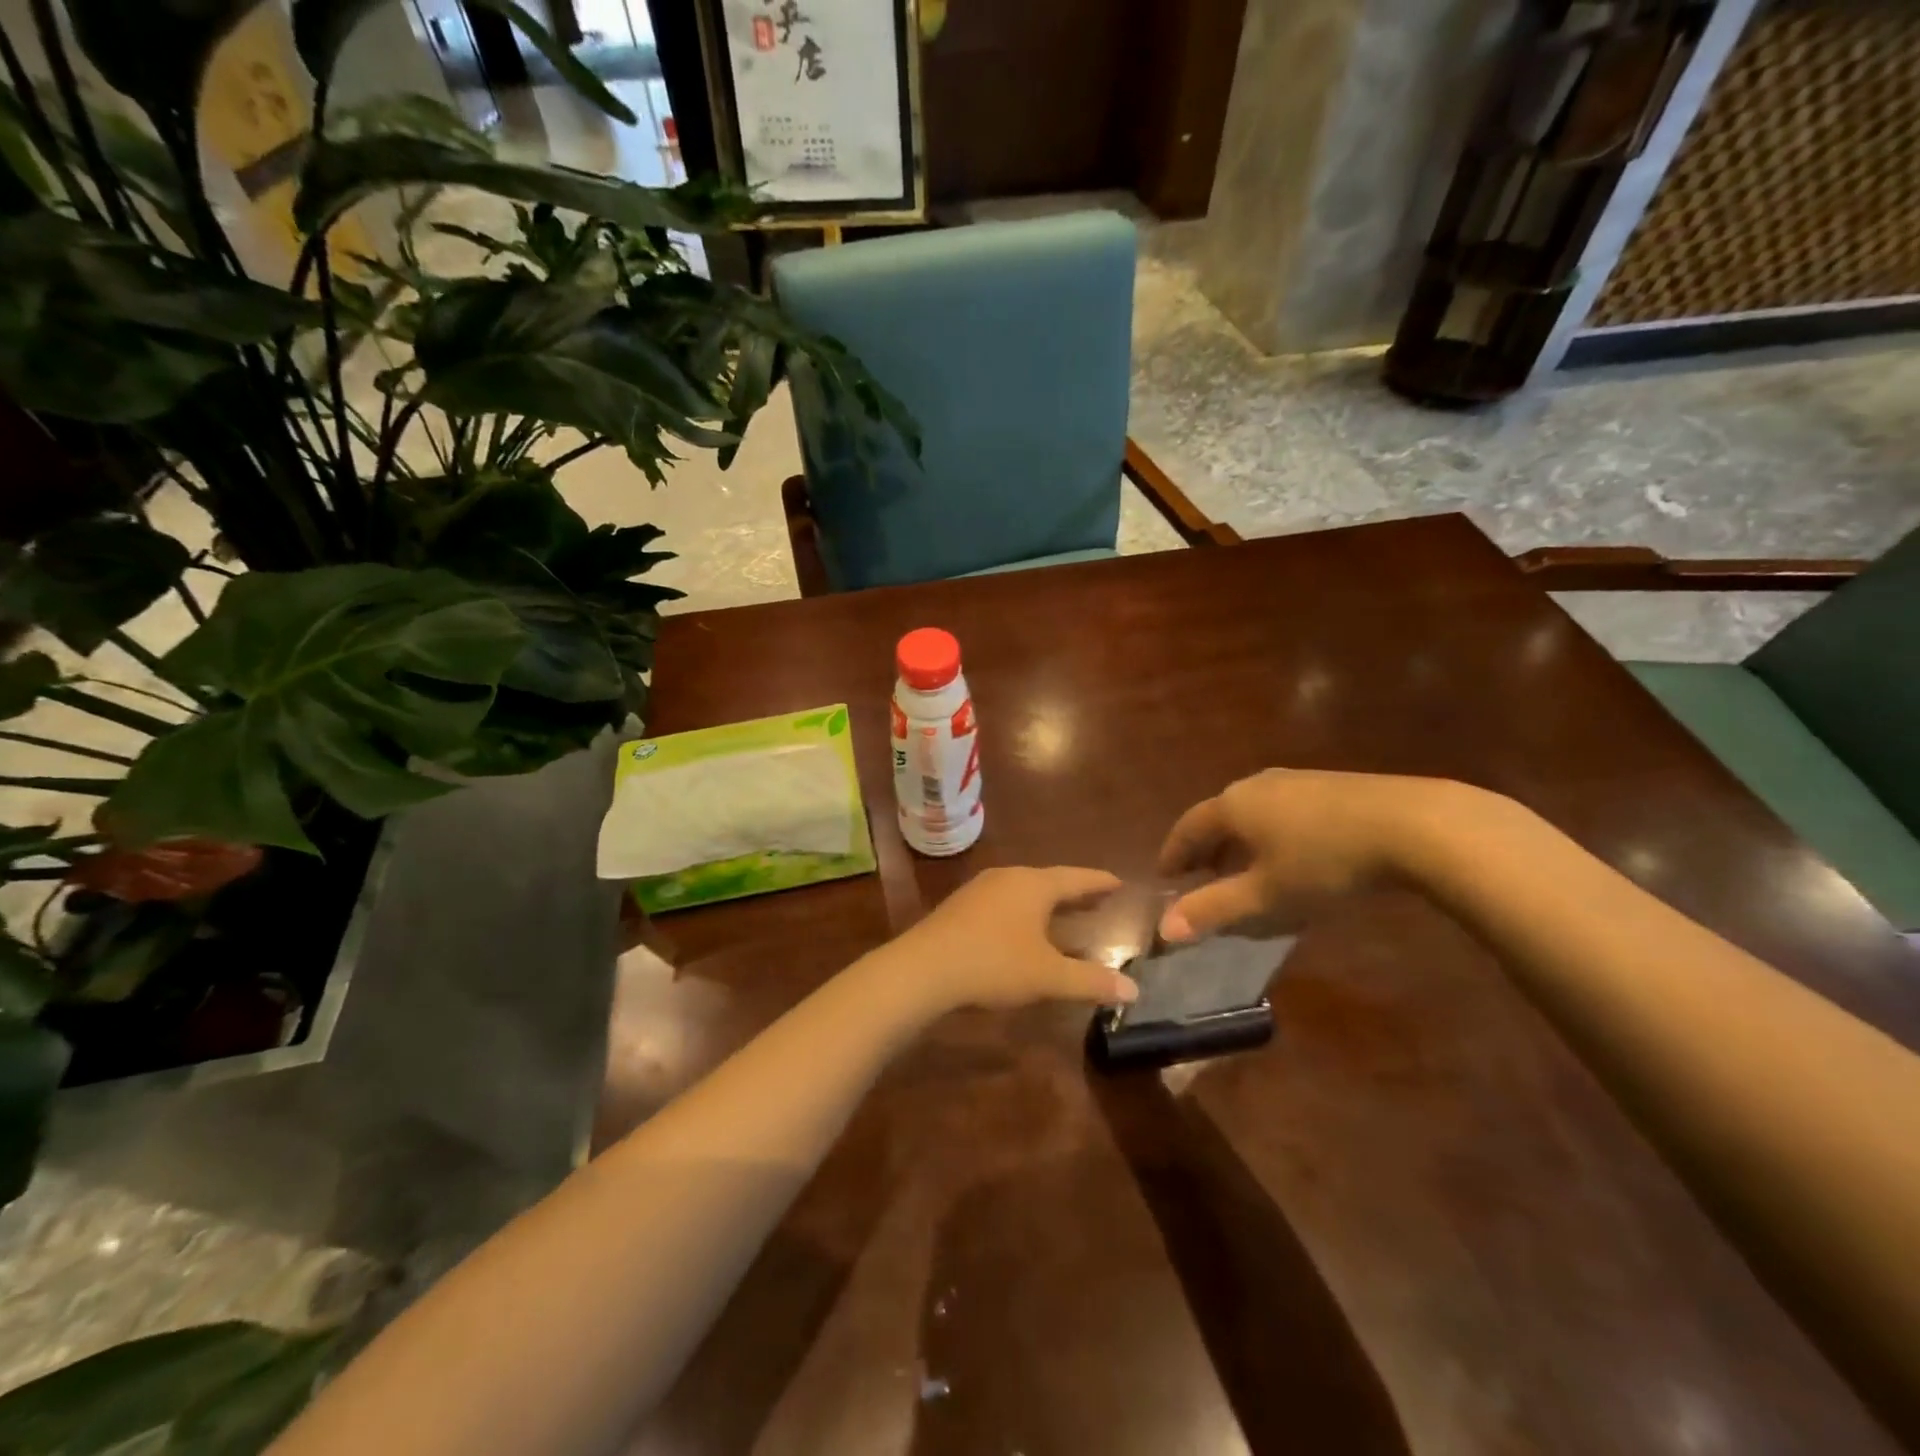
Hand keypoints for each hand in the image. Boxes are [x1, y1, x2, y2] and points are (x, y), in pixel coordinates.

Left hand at [878, 866, 1138, 1011]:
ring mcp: (980, 889)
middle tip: (1098, 897)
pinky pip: (1004, 901)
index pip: (1076, 878)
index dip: (1098, 882)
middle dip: (1074, 891)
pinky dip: (1024, 910)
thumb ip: (1090, 981)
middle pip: (1049, 880)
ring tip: (1064, 912)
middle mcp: (1008, 878)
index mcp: (1033, 885)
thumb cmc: (993, 964)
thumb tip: (1133, 990)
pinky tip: (1022, 928)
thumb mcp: (1047, 976)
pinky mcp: (961, 906)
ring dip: (1047, 901)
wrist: (923, 968)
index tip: (1118, 882)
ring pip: (1024, 890)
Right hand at [1157, 769, 1482, 940]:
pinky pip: (1283, 810)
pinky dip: (1271, 834)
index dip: (1173, 854)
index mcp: (1232, 805)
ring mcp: (1296, 780)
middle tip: (1201, 878)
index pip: (1187, 828)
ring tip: (1246, 871)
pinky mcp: (1331, 785)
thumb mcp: (1266, 894)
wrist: (1412, 825)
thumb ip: (1213, 909)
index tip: (1165, 879)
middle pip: (1219, 816)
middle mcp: (1256, 784)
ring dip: (1240, 842)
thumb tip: (1164, 929)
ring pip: (1253, 812)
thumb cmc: (1324, 862)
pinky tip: (1293, 856)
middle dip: (1206, 849)